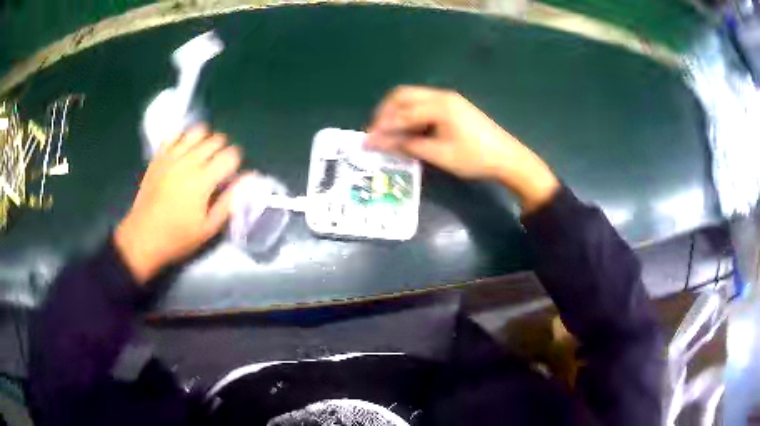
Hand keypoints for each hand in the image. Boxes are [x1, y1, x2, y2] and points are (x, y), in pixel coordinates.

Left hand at [114, 126, 245, 282]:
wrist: (143, 237)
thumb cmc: (178, 237)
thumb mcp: (208, 228)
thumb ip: (229, 201)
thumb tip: (248, 179)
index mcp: (203, 180)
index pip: (230, 155)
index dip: (236, 160)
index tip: (232, 172)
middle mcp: (189, 162)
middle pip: (215, 140)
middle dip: (223, 149)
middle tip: (218, 165)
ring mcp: (171, 157)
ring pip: (196, 131)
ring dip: (205, 139)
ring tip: (202, 154)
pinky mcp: (158, 157)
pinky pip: (174, 135)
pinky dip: (183, 137)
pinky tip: (183, 150)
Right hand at [366, 86, 558, 212]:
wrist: (508, 157)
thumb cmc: (475, 158)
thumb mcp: (440, 155)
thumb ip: (409, 146)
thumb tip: (380, 143)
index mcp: (439, 106)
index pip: (401, 113)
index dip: (382, 127)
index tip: (367, 141)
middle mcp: (441, 95)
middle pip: (402, 95)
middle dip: (385, 112)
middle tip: (375, 133)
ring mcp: (448, 98)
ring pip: (411, 97)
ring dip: (396, 111)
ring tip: (387, 132)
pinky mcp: (452, 105)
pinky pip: (422, 102)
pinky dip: (409, 113)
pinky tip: (407, 128)